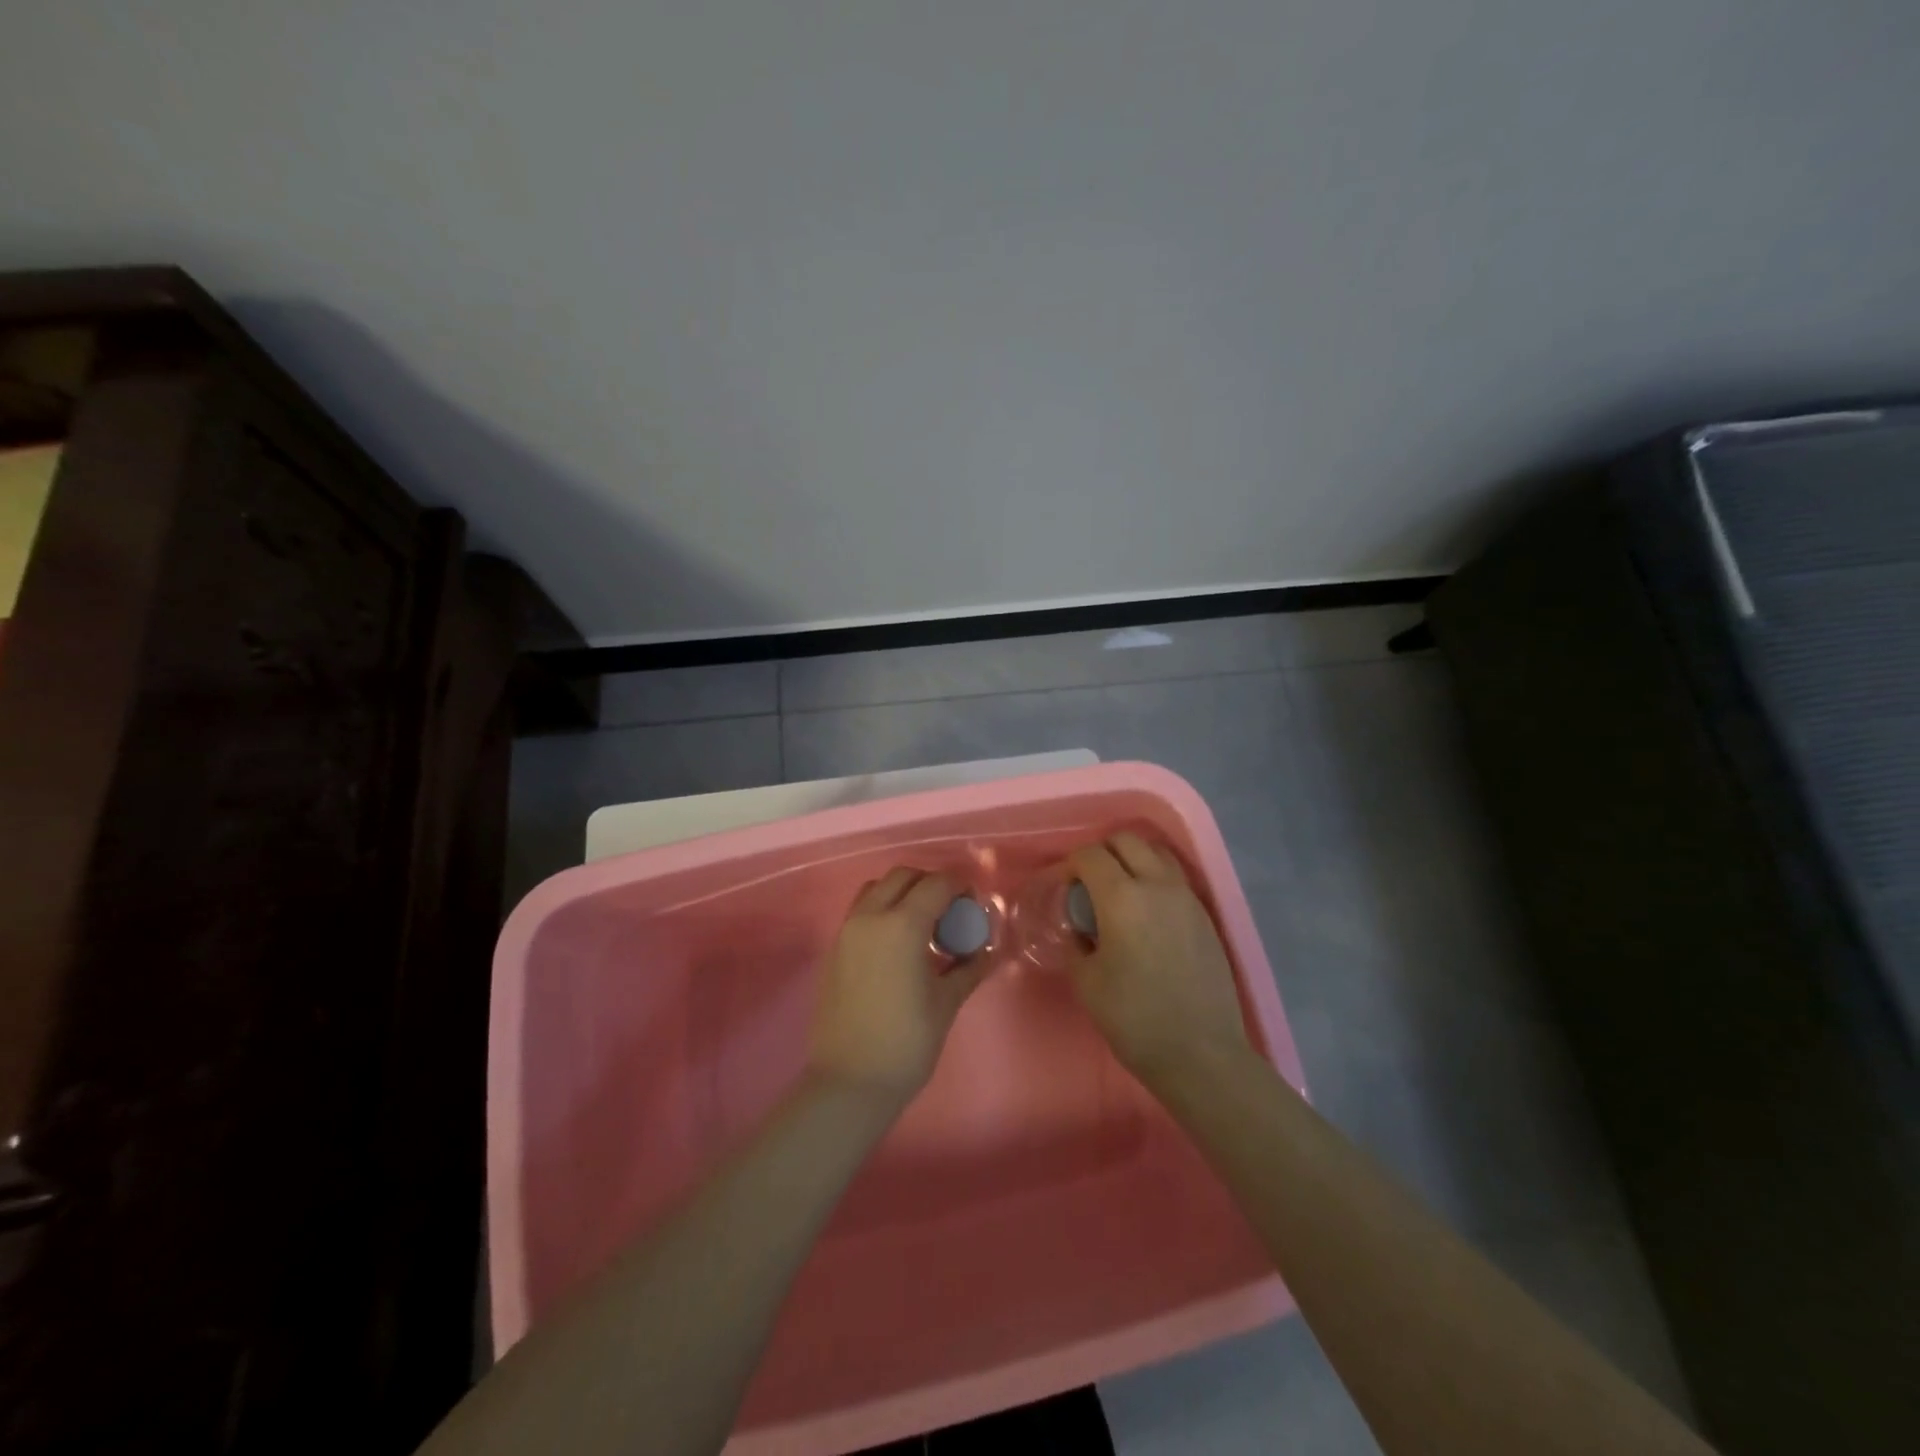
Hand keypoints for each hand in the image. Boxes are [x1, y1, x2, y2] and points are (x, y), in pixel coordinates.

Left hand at [808, 867, 992, 1107]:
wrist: (849, 1082)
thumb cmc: (906, 1043)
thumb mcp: (947, 1002)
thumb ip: (968, 967)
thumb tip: (985, 950)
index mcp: (902, 925)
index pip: (936, 884)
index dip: (959, 887)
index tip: (972, 905)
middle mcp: (870, 917)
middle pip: (902, 876)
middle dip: (929, 884)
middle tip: (949, 912)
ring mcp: (847, 931)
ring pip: (876, 889)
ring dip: (902, 893)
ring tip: (921, 925)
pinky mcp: (834, 948)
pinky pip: (860, 911)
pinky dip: (882, 910)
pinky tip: (898, 944)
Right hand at [1067, 832, 1252, 1091]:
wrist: (1201, 1053)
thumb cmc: (1134, 1018)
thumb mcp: (1087, 981)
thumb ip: (1076, 943)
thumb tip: (1078, 928)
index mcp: (1122, 897)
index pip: (1091, 855)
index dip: (1072, 865)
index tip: (1065, 887)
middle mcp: (1157, 885)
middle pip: (1127, 840)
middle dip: (1102, 852)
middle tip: (1090, 883)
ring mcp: (1187, 898)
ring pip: (1157, 852)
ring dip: (1134, 858)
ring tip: (1121, 890)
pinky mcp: (1206, 915)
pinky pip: (1176, 877)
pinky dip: (1156, 877)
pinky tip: (1147, 911)